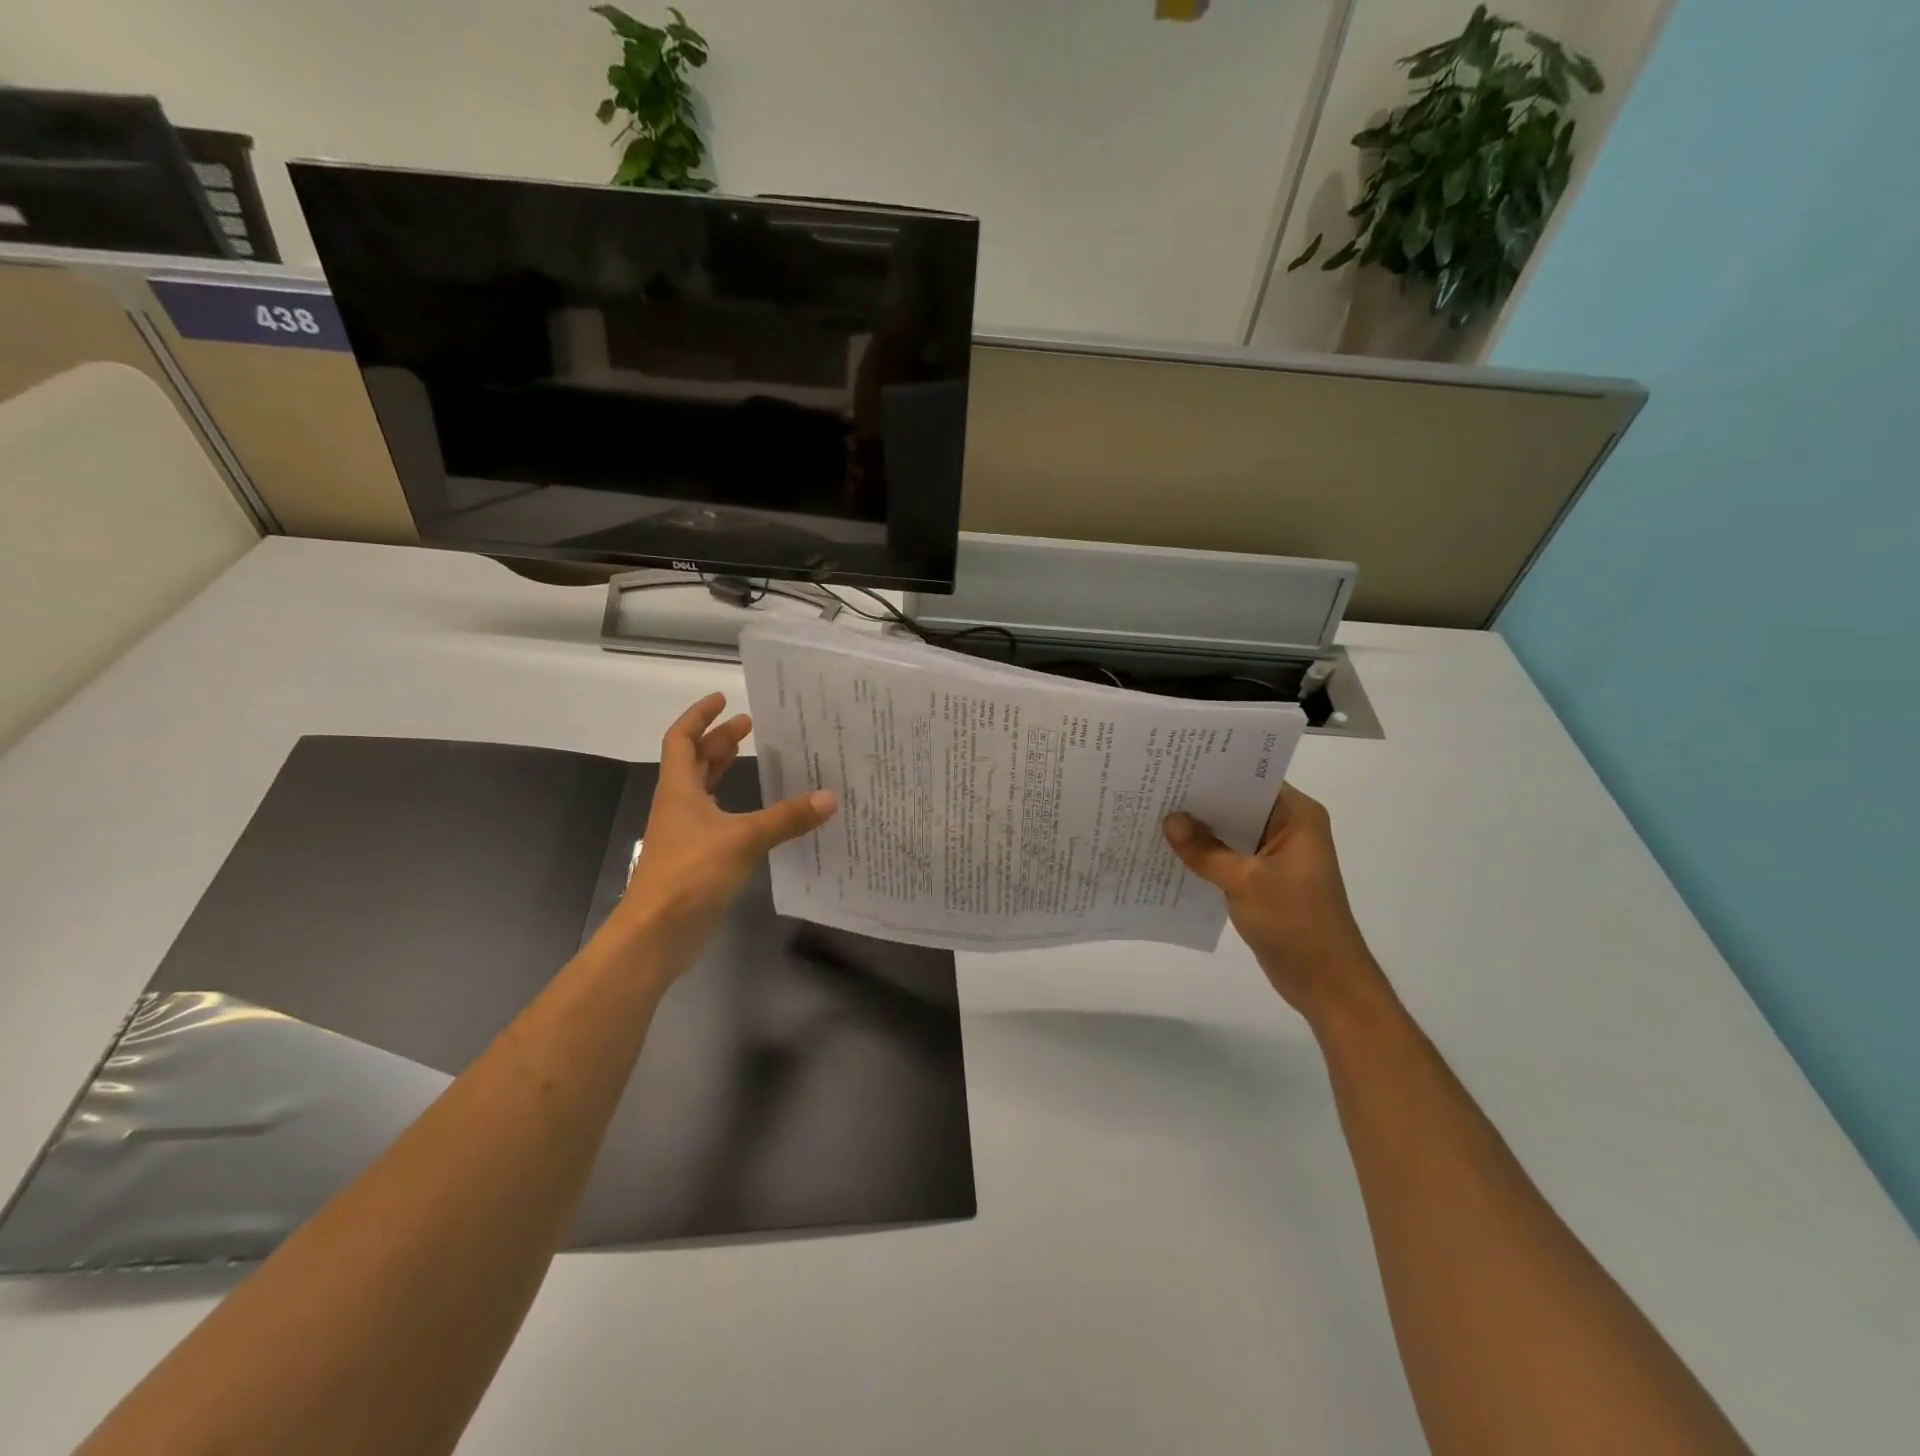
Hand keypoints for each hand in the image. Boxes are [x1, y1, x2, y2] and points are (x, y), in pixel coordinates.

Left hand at [610, 693, 836, 967]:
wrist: (657, 934)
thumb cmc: (690, 874)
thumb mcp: (743, 839)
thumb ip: (786, 818)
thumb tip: (830, 797)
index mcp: (680, 789)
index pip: (682, 739)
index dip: (700, 716)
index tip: (723, 699)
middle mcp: (680, 805)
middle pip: (695, 762)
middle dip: (719, 741)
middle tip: (751, 725)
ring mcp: (686, 834)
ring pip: (706, 791)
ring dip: (725, 771)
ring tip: (756, 758)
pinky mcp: (698, 860)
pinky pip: (719, 821)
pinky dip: (738, 808)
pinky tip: (762, 814)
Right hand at [1164, 785, 1392, 1028]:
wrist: (1325, 983)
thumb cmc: (1295, 923)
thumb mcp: (1245, 882)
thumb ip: (1205, 850)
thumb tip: (1169, 819)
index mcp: (1297, 816)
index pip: (1251, 779)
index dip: (1214, 771)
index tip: (1174, 764)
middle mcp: (1289, 828)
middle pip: (1238, 804)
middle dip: (1200, 800)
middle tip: (1155, 786)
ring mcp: (1276, 855)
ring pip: (1231, 831)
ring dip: (1200, 829)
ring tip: (1154, 813)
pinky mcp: (1264, 879)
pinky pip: (1229, 856)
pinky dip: (1206, 854)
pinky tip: (1171, 851)